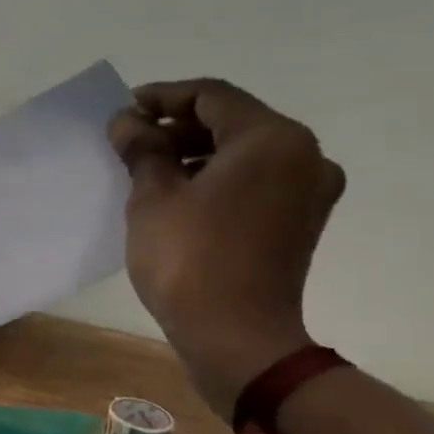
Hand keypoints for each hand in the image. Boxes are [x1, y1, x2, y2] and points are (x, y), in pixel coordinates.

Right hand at [107, 79, 344, 417]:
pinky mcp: (301, 221)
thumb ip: (142, 149)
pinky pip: (256, 181)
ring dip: (196, 152)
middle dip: (178, 126)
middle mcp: (304, 155)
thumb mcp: (153, 197)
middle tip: (131, 140)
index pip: (211, 97)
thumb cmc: (189, 259)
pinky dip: (218, 177)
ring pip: (245, 152)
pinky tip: (180, 194)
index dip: (162, 97)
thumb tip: (127, 121)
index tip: (124, 110)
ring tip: (148, 168)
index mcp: (271, 139)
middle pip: (233, 121)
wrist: (236, 337)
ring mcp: (309, 191)